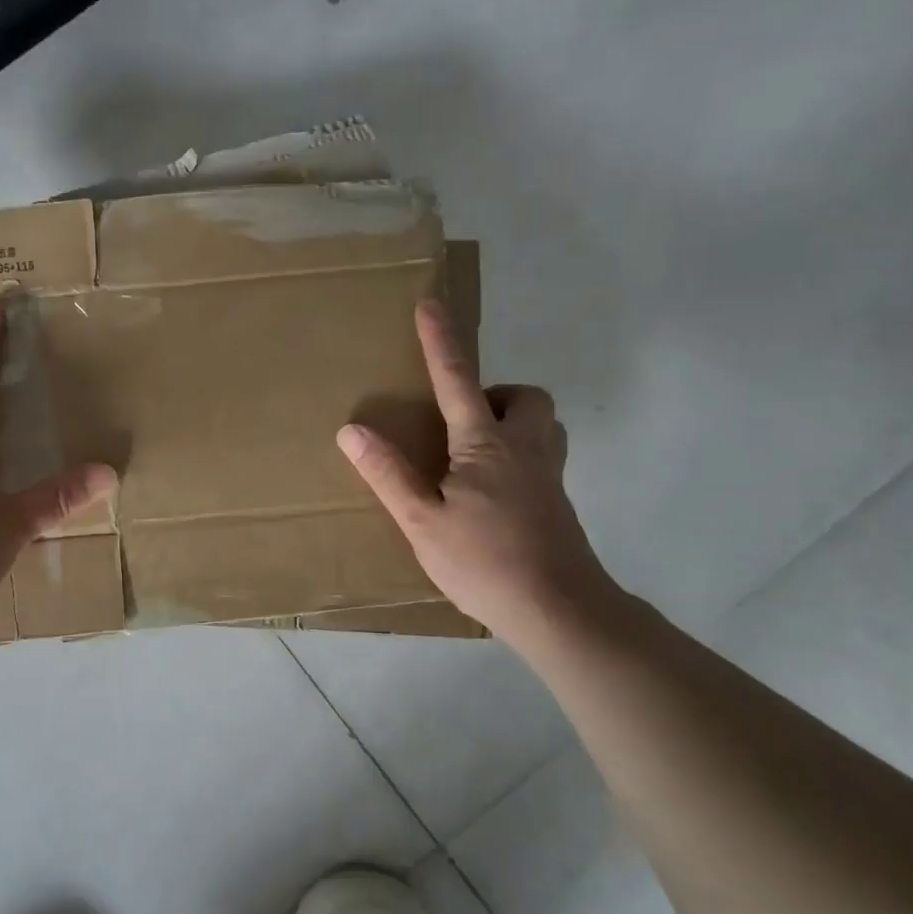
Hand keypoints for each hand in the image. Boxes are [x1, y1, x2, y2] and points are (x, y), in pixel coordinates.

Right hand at [336, 301, 617, 643]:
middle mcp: (524, 448)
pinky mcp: (559, 502)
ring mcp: (548, 475)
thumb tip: (352, 429)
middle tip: (462, 418)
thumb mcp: (422, 521)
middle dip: (496, 392)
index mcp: (485, 445)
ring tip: (477, 449)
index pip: (458, 379)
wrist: (560, 611)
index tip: (430, 303)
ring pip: (544, 423)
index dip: (440, 340)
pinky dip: (521, 452)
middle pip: (525, 396)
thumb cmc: (485, 563)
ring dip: (514, 419)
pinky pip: (544, 454)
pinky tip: (494, 490)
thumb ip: (388, 473)